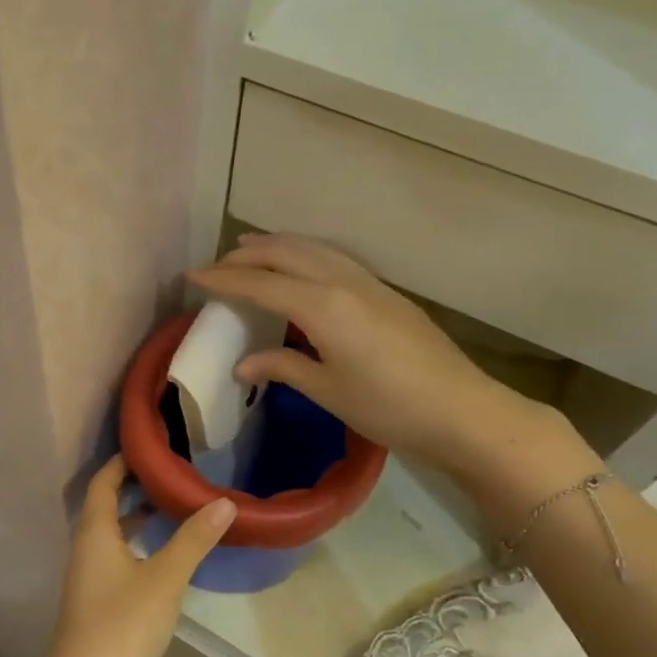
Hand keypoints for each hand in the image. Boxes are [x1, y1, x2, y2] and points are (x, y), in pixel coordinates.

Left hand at [28, 456, 235, 656]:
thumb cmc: (122, 625)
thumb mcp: (164, 579)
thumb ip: (193, 539)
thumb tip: (224, 501)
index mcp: (93, 534)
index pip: (102, 483)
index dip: (122, 463)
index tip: (149, 447)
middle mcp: (85, 552)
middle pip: (105, 508)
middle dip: (133, 490)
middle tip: (171, 476)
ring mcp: (89, 583)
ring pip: (111, 538)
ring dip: (136, 522)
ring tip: (173, 511)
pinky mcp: (98, 609)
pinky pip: (117, 564)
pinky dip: (138, 551)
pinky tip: (164, 563)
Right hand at [189, 232, 554, 478]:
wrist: (464, 411)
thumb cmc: (389, 408)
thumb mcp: (329, 391)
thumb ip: (284, 367)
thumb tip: (244, 364)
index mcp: (324, 307)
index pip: (262, 284)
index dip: (223, 279)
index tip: (192, 276)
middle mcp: (345, 282)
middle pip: (287, 252)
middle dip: (248, 254)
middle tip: (218, 264)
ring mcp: (370, 284)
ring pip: (315, 248)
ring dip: (278, 245)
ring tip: (251, 251)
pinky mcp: (387, 293)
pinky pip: (334, 258)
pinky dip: (305, 254)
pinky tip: (300, 270)